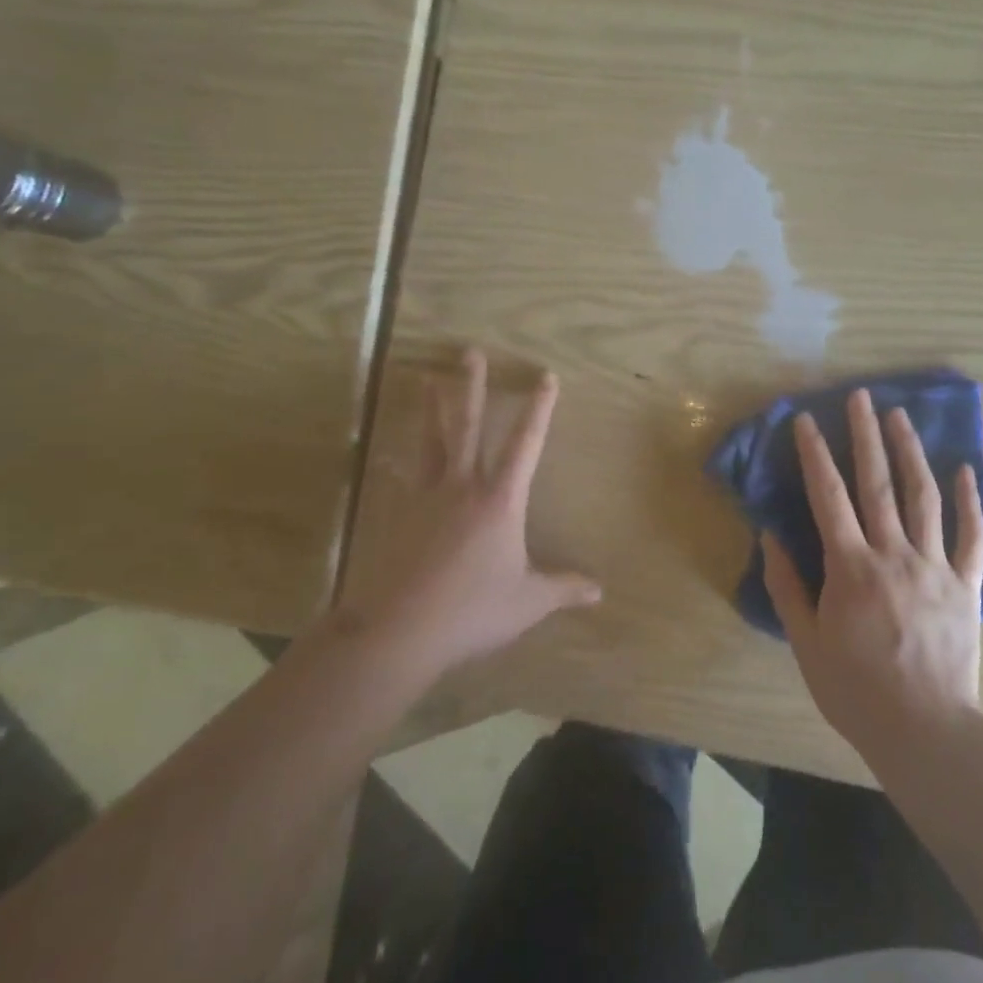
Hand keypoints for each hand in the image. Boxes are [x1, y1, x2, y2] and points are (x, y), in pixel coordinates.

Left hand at [354, 349, 599, 684]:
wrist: (401, 629)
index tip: (546, 375)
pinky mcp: (399, 516)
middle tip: (470, 352)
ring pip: (431, 442)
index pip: (526, 443)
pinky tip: (383, 457)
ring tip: (426, 379)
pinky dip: (393, 466)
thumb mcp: (528, 602)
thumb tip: (599, 591)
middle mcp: (464, 486)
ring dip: (431, 409)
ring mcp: (427, 497)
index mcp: (500, 499)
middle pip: (469, 426)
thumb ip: (564, 589)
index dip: (539, 408)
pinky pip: (400, 481)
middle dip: (473, 387)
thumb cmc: (473, 609)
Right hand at [762, 388, 982, 770]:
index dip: (815, 454)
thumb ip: (787, 586)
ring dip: (911, 452)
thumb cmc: (856, 689)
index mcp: (850, 567)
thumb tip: (770, 536)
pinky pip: (972, 536)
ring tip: (901, 416)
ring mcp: (935, 566)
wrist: (925, 731)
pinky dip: (972, 501)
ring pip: (924, 497)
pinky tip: (968, 470)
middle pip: (878, 483)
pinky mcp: (967, 585)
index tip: (806, 419)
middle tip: (861, 396)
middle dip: (866, 435)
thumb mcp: (806, 642)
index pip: (828, 496)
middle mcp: (893, 554)